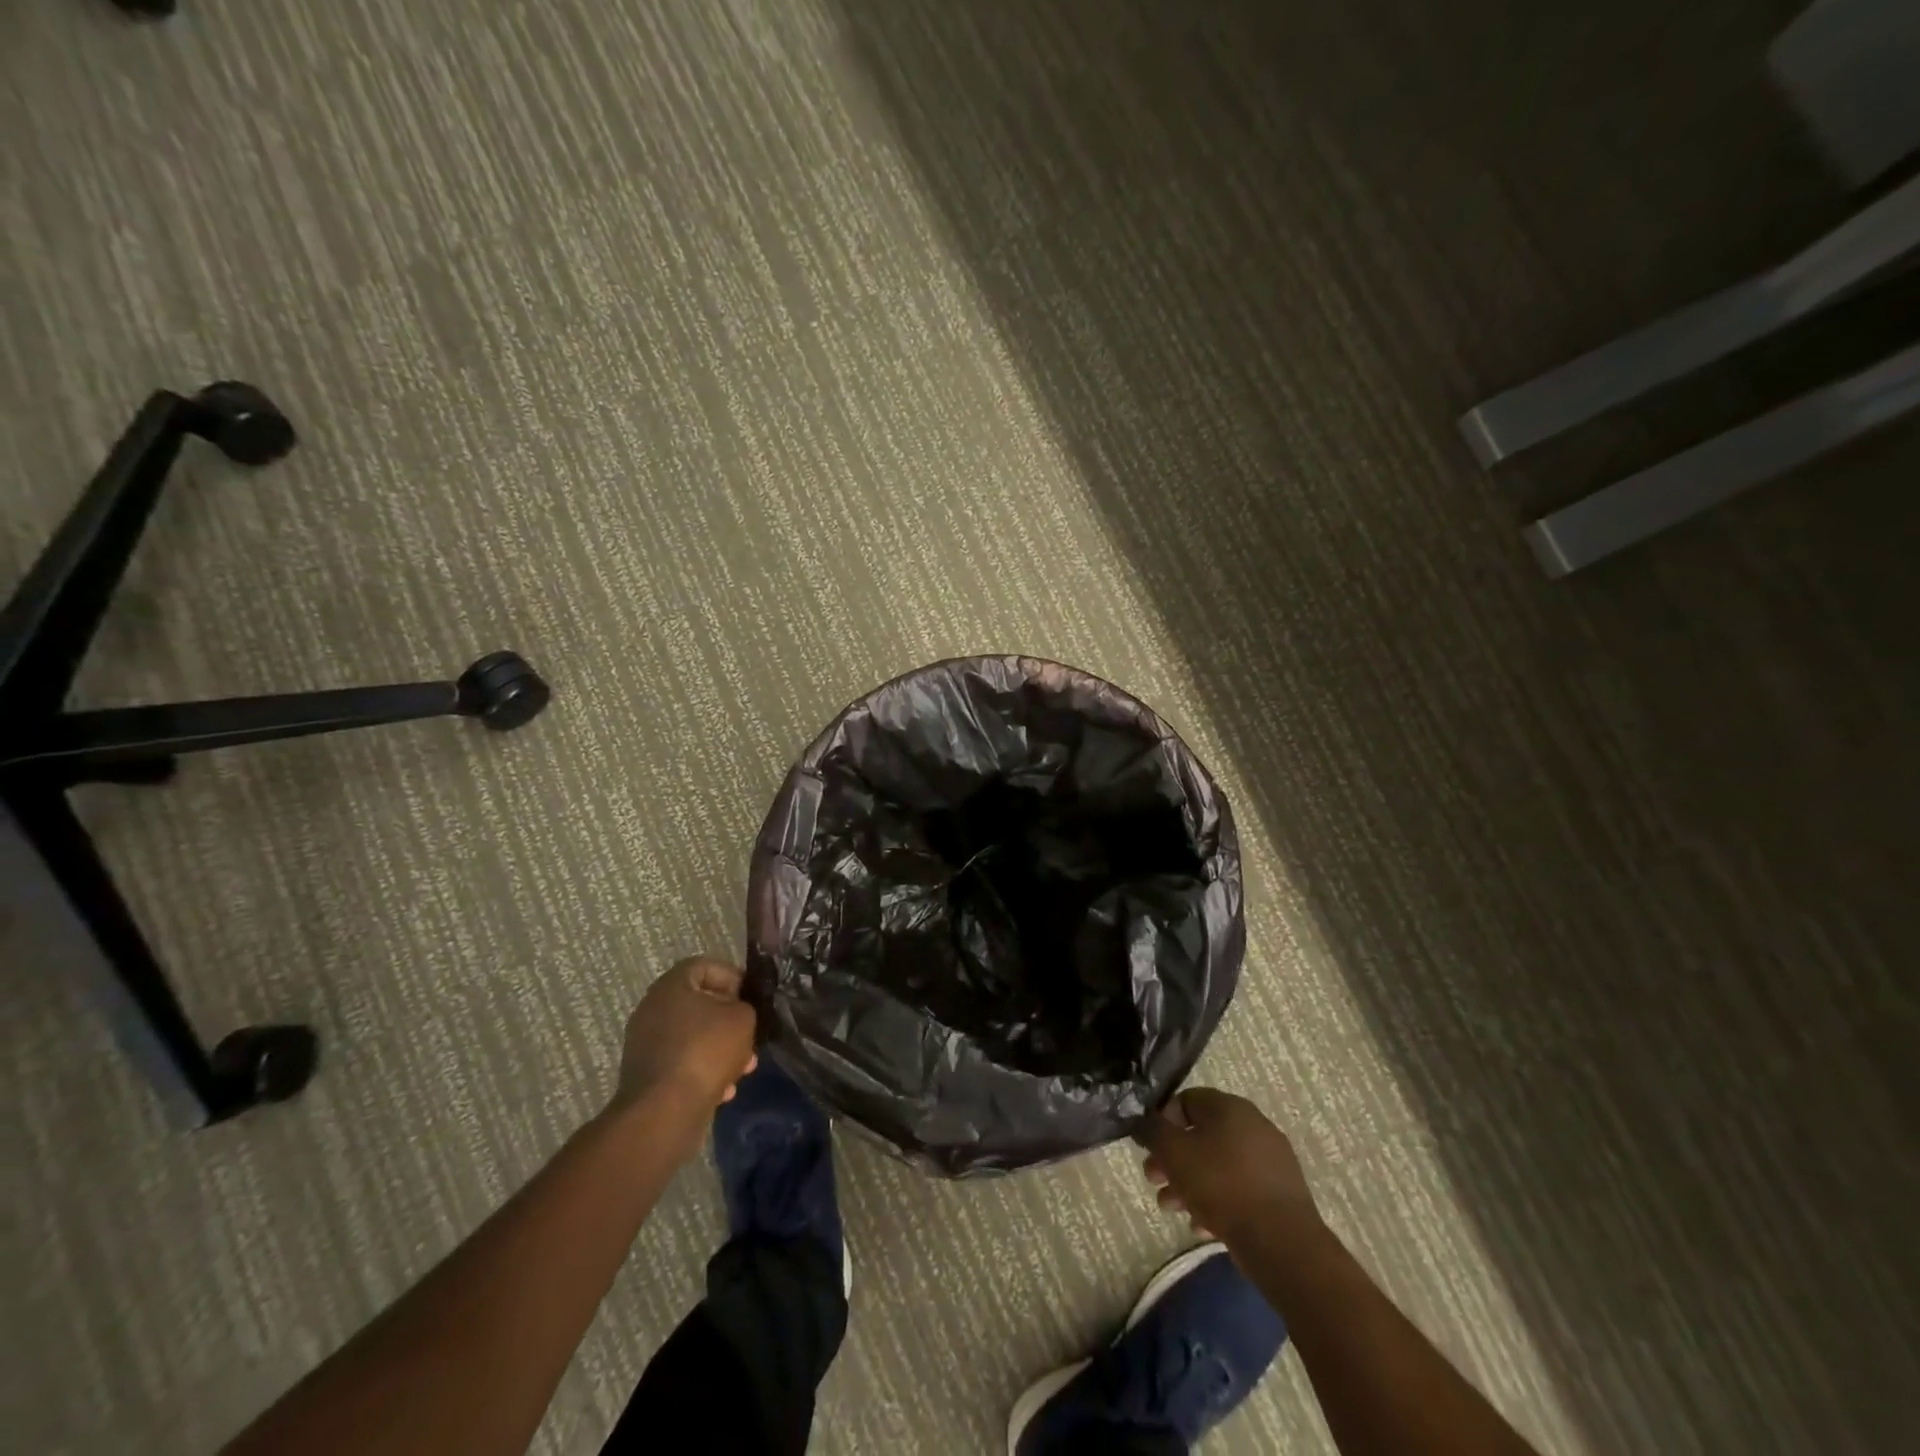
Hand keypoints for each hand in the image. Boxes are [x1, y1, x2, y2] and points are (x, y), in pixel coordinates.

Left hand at [610, 956, 757, 1120]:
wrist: (664, 1111)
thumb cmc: (705, 1051)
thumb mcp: (742, 1019)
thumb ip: (744, 1007)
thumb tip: (736, 1013)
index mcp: (670, 986)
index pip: (703, 966)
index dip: (731, 976)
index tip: (749, 996)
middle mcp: (652, 1010)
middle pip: (699, 1004)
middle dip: (729, 1021)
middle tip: (750, 1035)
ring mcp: (646, 1044)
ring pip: (693, 1037)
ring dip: (721, 1049)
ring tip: (744, 1068)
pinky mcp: (647, 1076)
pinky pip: (682, 1063)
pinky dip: (704, 1071)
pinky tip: (724, 1090)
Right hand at [1140, 1087, 1320, 1245]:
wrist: (1282, 1243)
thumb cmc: (1221, 1186)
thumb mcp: (1173, 1153)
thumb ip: (1152, 1131)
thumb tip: (1143, 1121)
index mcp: (1229, 1107)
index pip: (1186, 1100)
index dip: (1162, 1121)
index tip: (1150, 1148)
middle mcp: (1252, 1125)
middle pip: (1201, 1135)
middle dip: (1173, 1158)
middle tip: (1154, 1180)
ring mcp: (1271, 1160)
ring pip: (1218, 1164)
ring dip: (1190, 1183)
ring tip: (1172, 1209)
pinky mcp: (1280, 1193)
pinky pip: (1239, 1189)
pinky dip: (1218, 1202)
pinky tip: (1202, 1227)